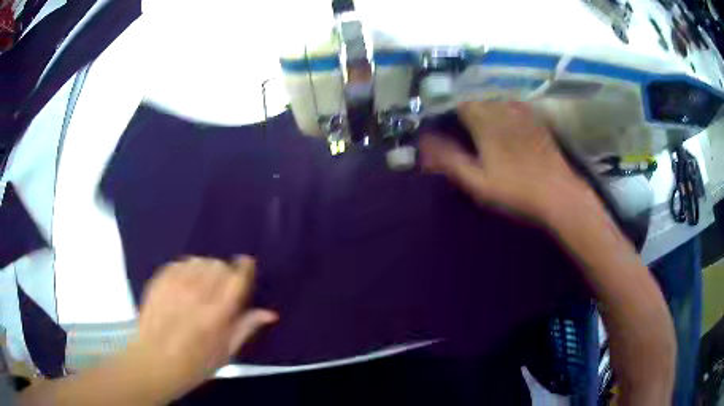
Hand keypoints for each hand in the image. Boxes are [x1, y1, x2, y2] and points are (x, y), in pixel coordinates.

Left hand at [128, 256, 277, 400]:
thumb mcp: (225, 353)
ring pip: (199, 261)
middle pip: (218, 265)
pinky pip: (179, 263)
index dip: (245, 267)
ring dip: (206, 269)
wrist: (154, 362)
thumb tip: (269, 313)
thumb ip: (246, 328)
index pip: (237, 278)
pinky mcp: (159, 281)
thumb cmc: (194, 364)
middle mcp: (197, 294)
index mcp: (217, 315)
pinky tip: (185, 284)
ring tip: (202, 286)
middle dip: (225, 272)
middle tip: (222, 288)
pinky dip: (187, 269)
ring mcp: (175, 286)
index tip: (246, 266)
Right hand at [420, 101, 592, 223]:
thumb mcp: (478, 182)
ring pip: (497, 100)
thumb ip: (450, 160)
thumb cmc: (516, 190)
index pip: (461, 104)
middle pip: (479, 99)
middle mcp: (503, 111)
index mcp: (486, 123)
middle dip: (468, 109)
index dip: (452, 112)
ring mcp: (522, 114)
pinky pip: (516, 106)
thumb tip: (424, 143)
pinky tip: (508, 123)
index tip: (449, 125)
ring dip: (487, 107)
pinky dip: (506, 110)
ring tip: (485, 125)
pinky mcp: (536, 121)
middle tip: (466, 129)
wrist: (557, 193)